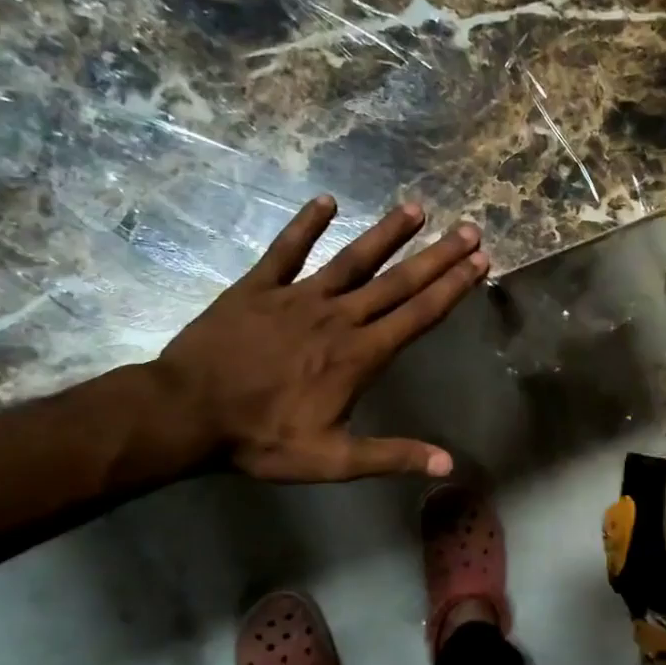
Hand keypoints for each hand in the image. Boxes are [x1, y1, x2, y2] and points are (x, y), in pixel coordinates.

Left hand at [146, 196, 487, 481]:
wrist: (186, 413)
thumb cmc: (262, 438)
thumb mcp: (333, 460)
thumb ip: (392, 456)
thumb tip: (448, 463)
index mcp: (360, 355)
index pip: (418, 315)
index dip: (452, 287)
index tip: (480, 262)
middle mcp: (338, 318)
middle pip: (398, 282)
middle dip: (437, 256)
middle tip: (468, 229)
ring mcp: (298, 297)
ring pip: (352, 259)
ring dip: (386, 234)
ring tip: (416, 208)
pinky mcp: (258, 288)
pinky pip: (286, 250)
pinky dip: (305, 225)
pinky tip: (326, 200)